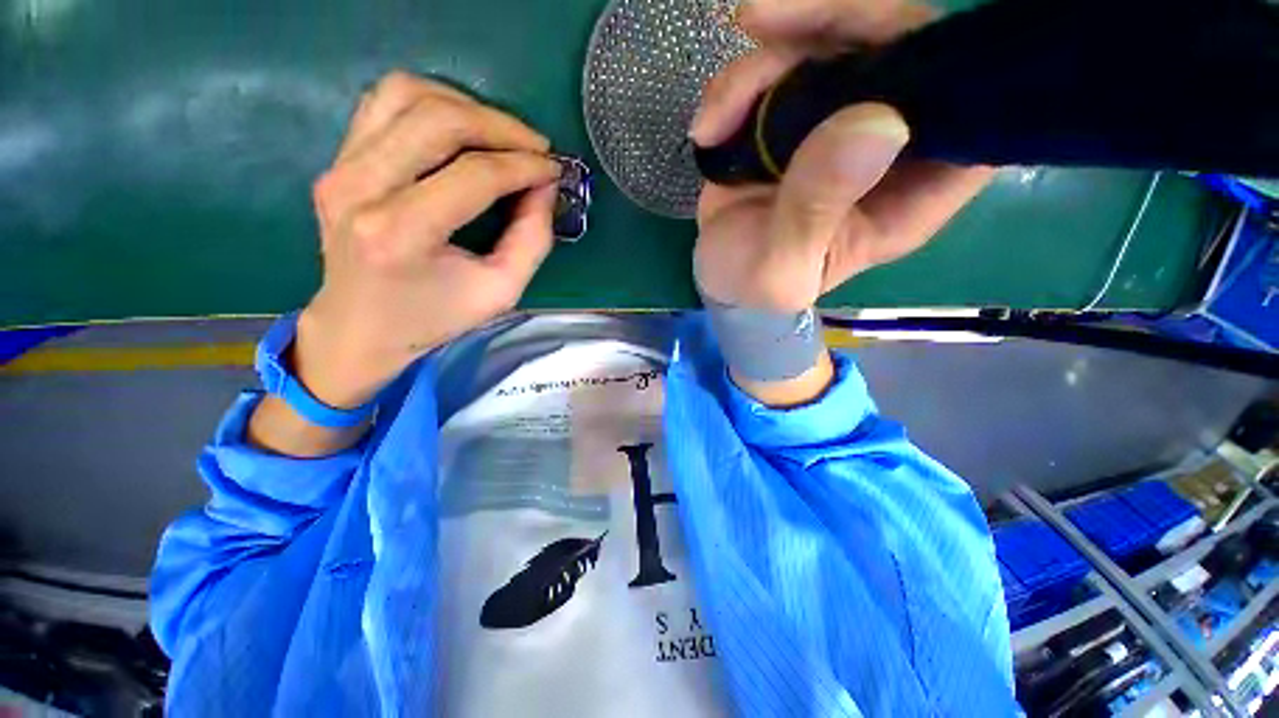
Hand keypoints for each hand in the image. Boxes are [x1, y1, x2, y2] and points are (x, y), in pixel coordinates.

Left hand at [295, 72, 560, 408]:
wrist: (361, 327)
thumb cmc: (435, 317)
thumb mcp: (501, 291)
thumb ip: (532, 239)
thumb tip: (545, 186)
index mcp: (401, 233)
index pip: (474, 175)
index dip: (523, 166)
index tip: (554, 170)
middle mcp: (361, 188)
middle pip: (439, 121)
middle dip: (501, 126)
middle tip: (536, 147)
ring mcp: (340, 167)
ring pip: (408, 95)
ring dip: (467, 105)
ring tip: (502, 134)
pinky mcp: (337, 160)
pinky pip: (385, 102)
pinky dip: (432, 102)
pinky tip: (462, 126)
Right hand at [689, 0, 994, 311]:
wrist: (719, 275)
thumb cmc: (755, 285)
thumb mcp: (781, 269)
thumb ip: (816, 211)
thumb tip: (877, 123)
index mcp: (908, 196)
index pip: (970, 116)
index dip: (955, 67)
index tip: (896, 47)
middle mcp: (889, 147)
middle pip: (902, 49)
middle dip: (839, 18)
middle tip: (766, 20)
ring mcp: (841, 121)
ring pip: (831, 44)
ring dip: (762, 65)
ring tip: (715, 120)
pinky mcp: (796, 114)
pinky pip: (778, 66)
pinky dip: (735, 86)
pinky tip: (707, 127)